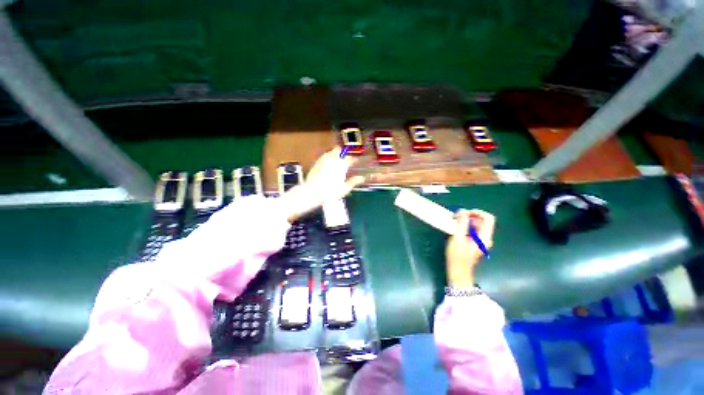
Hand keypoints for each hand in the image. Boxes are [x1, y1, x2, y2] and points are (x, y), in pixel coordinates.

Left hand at [280, 147, 364, 222]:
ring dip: (336, 153)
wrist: (312, 192)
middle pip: (340, 150)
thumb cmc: (330, 192)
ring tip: (339, 158)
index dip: (355, 159)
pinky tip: (329, 162)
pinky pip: (324, 156)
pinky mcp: (317, 163)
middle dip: (344, 152)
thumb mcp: (345, 189)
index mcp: (341, 165)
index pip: (351, 159)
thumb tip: (362, 178)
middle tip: (348, 156)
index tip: (357, 160)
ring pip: (331, 151)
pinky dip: (329, 157)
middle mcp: (332, 159)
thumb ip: (354, 182)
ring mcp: (323, 160)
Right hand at [445, 209, 495, 286]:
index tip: (465, 213)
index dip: (477, 212)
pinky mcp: (476, 243)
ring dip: (467, 221)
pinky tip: (457, 229)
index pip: (488, 218)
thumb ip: (461, 224)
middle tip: (457, 217)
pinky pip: (474, 230)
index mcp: (484, 237)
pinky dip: (467, 227)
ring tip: (456, 222)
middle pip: (483, 221)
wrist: (458, 271)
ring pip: (478, 225)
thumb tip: (462, 210)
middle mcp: (486, 238)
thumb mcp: (457, 238)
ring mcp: (482, 241)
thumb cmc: (457, 256)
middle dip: (470, 216)